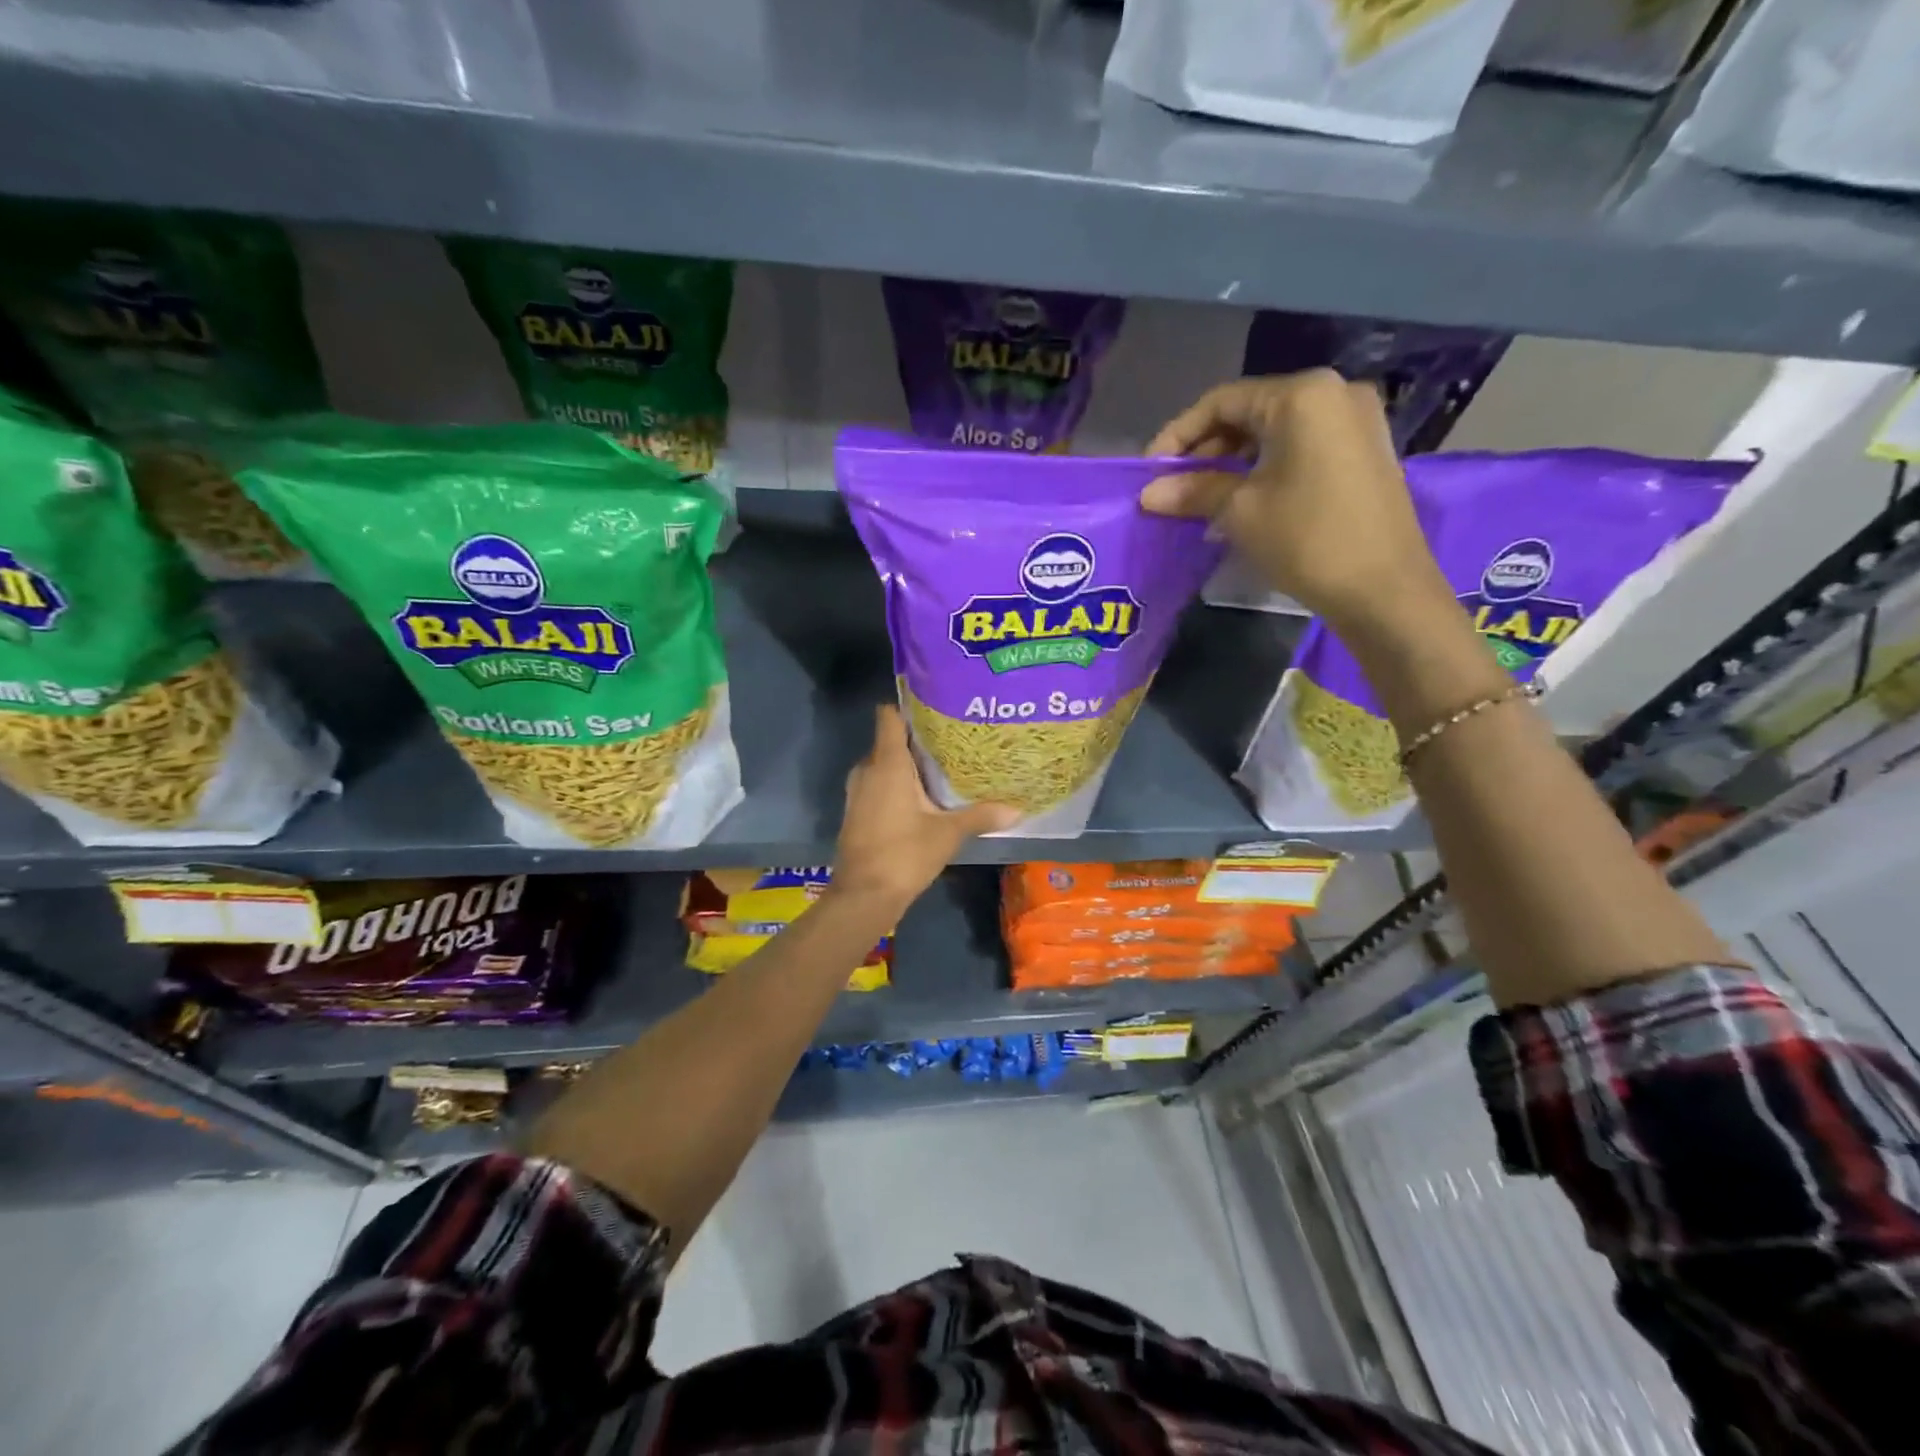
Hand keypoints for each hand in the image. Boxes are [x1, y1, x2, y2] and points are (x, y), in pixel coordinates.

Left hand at [831, 706, 1017, 913]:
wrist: (863, 896)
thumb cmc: (904, 854)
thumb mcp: (948, 834)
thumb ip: (980, 816)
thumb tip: (1018, 809)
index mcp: (887, 763)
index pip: (888, 716)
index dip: (908, 706)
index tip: (936, 705)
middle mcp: (867, 769)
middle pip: (890, 739)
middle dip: (917, 738)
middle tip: (952, 739)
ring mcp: (858, 791)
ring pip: (883, 764)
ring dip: (907, 764)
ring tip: (942, 766)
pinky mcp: (857, 810)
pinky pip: (878, 784)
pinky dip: (896, 784)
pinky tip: (923, 796)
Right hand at [1142, 370, 1450, 633]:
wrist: (1384, 590)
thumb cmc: (1307, 539)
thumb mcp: (1240, 512)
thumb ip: (1193, 491)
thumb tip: (1149, 493)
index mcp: (1302, 395)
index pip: (1221, 401)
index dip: (1178, 435)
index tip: (1150, 472)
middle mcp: (1334, 393)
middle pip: (1250, 412)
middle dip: (1206, 450)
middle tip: (1174, 489)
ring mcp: (1356, 421)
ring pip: (1275, 431)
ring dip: (1233, 462)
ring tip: (1202, 499)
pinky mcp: (1365, 451)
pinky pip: (1301, 447)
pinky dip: (1265, 467)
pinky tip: (1243, 499)